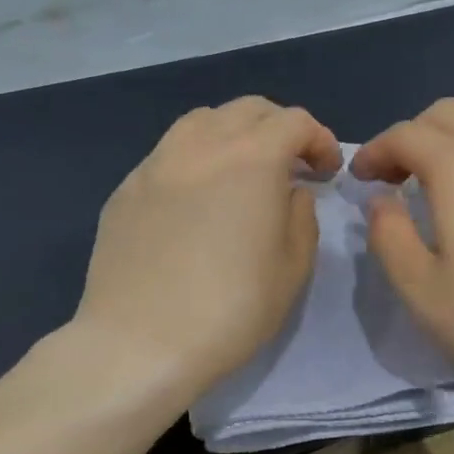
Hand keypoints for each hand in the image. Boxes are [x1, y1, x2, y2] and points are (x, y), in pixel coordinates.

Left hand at [75, 97, 340, 398]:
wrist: (140, 344)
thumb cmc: (232, 309)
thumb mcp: (293, 267)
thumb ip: (301, 216)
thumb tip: (290, 191)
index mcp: (252, 159)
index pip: (294, 122)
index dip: (320, 140)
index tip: (327, 172)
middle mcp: (202, 146)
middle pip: (248, 110)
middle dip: (279, 128)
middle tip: (292, 165)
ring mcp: (156, 164)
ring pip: (202, 121)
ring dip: (234, 134)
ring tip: (241, 171)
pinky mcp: (126, 190)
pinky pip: (169, 154)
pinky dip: (196, 159)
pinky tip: (197, 200)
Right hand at [352, 98, 453, 396]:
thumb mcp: (422, 290)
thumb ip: (389, 236)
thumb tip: (382, 200)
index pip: (406, 134)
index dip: (375, 151)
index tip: (361, 178)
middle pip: (448, 113)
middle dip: (413, 136)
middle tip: (398, 178)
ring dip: (453, 141)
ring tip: (443, 184)